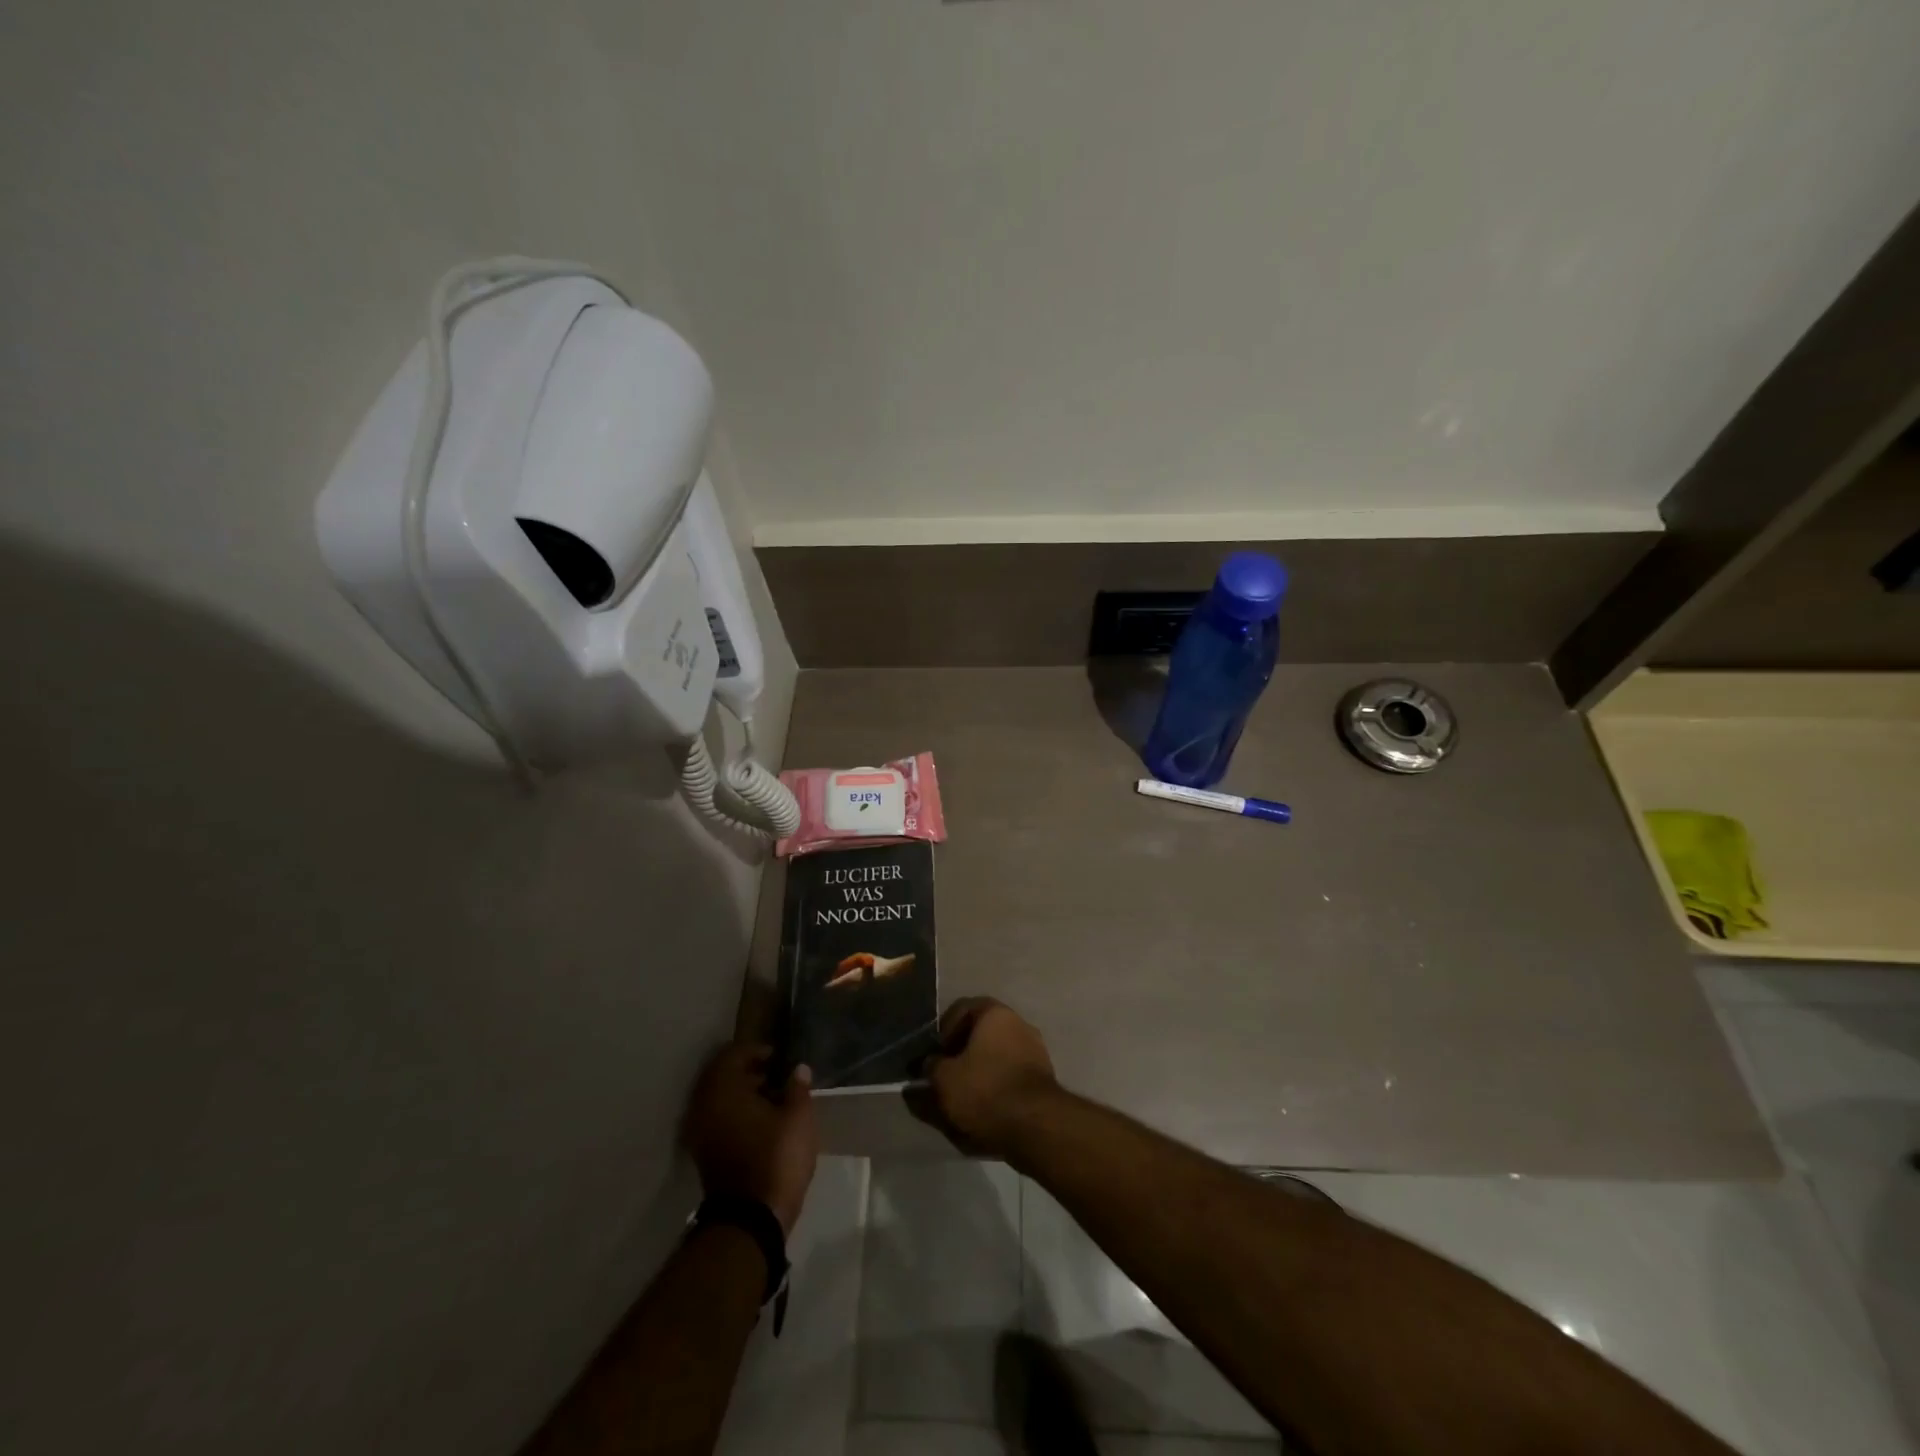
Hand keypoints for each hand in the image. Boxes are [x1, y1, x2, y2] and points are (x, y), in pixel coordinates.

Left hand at [683, 1044, 817, 1235]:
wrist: (750, 1221)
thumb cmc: (776, 1158)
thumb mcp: (798, 1117)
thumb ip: (797, 1088)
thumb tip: (797, 1069)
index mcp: (722, 1090)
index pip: (732, 1055)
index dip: (756, 1051)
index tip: (778, 1057)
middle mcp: (703, 1107)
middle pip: (722, 1077)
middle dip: (748, 1072)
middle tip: (775, 1075)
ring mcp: (699, 1133)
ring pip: (718, 1100)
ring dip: (741, 1094)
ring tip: (772, 1099)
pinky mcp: (704, 1155)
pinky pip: (717, 1120)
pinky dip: (735, 1114)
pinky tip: (761, 1121)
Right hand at [916, 998, 1059, 1157]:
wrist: (1035, 1125)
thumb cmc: (984, 1090)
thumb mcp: (944, 1080)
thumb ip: (930, 1068)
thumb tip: (927, 1065)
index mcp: (995, 1013)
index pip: (962, 1008)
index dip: (943, 1030)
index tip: (934, 1055)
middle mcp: (1019, 1023)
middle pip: (982, 1032)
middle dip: (961, 1053)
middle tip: (946, 1076)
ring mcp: (1035, 1050)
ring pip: (997, 1055)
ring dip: (979, 1071)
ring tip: (962, 1098)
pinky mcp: (1044, 1077)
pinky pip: (1011, 1075)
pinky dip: (996, 1086)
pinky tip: (985, 1108)